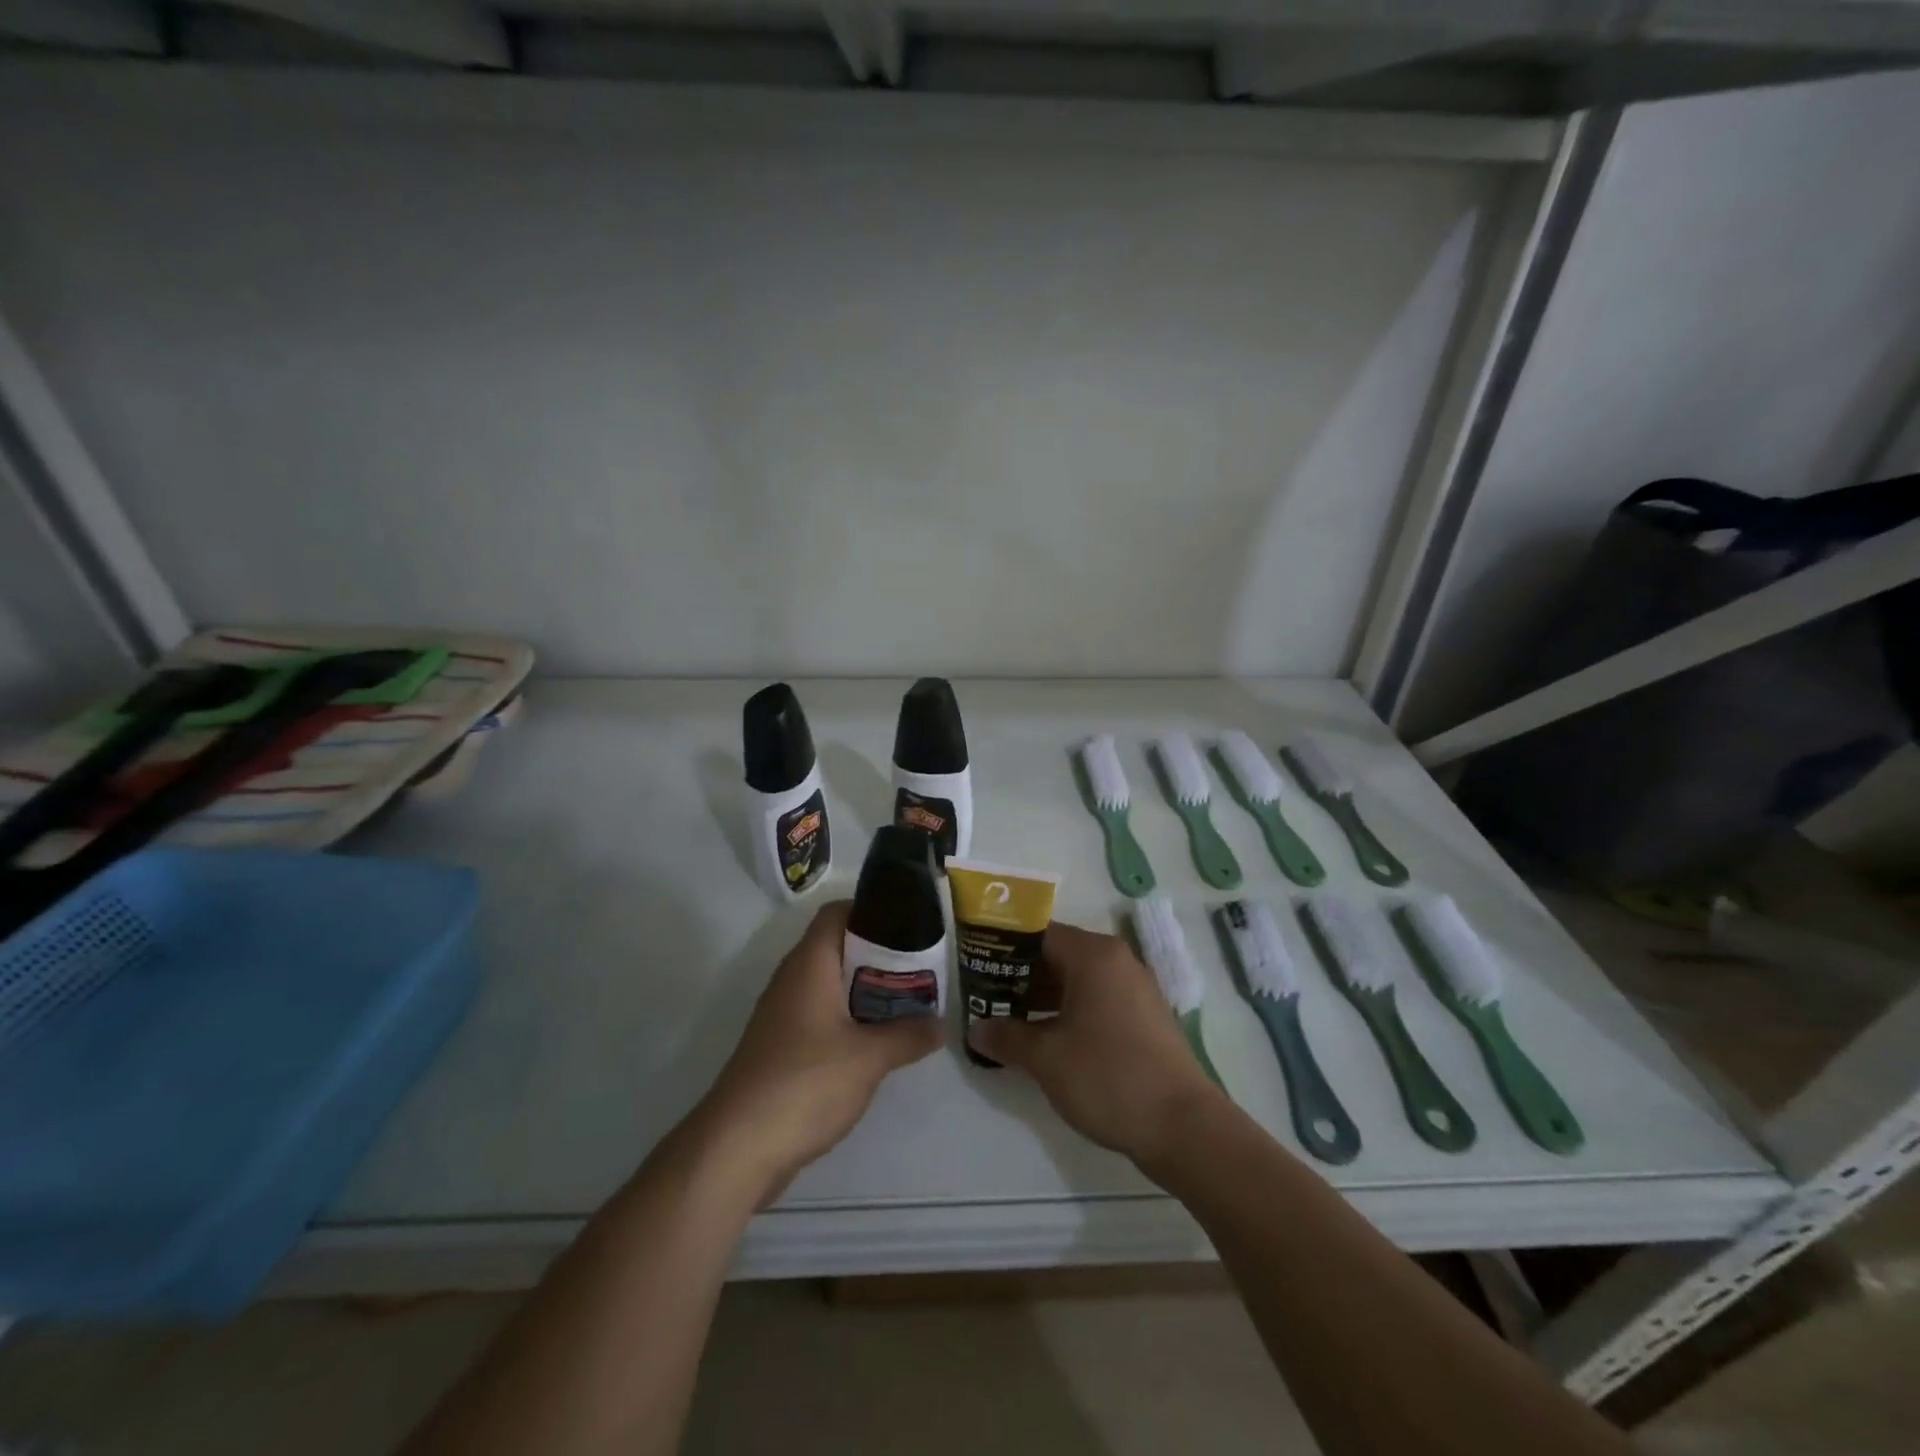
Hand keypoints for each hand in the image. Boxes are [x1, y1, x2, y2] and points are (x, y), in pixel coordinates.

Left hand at [692, 900, 939, 1203]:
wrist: (737, 1148)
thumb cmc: (805, 1083)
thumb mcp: (868, 1058)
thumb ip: (908, 1036)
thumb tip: (939, 1024)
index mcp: (809, 964)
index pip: (837, 913)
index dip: (872, 910)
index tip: (909, 925)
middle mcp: (793, 979)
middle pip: (839, 948)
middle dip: (880, 956)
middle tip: (921, 969)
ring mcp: (784, 1014)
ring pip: (832, 984)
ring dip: (867, 990)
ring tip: (909, 1002)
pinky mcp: (782, 1047)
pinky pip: (822, 1015)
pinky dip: (851, 1018)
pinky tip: (878, 1040)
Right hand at [972, 921, 1226, 1168]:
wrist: (1184, 1127)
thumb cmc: (1109, 1077)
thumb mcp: (1047, 1058)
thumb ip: (1007, 1037)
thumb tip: (976, 1029)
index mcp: (1094, 955)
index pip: (1038, 934)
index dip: (1003, 949)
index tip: (975, 968)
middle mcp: (1116, 961)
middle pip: (1057, 955)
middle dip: (1019, 977)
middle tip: (984, 998)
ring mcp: (1134, 989)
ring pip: (1076, 981)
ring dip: (1041, 998)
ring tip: (1005, 1021)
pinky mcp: (1143, 1018)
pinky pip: (1095, 1001)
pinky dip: (1067, 1013)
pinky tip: (1044, 1039)